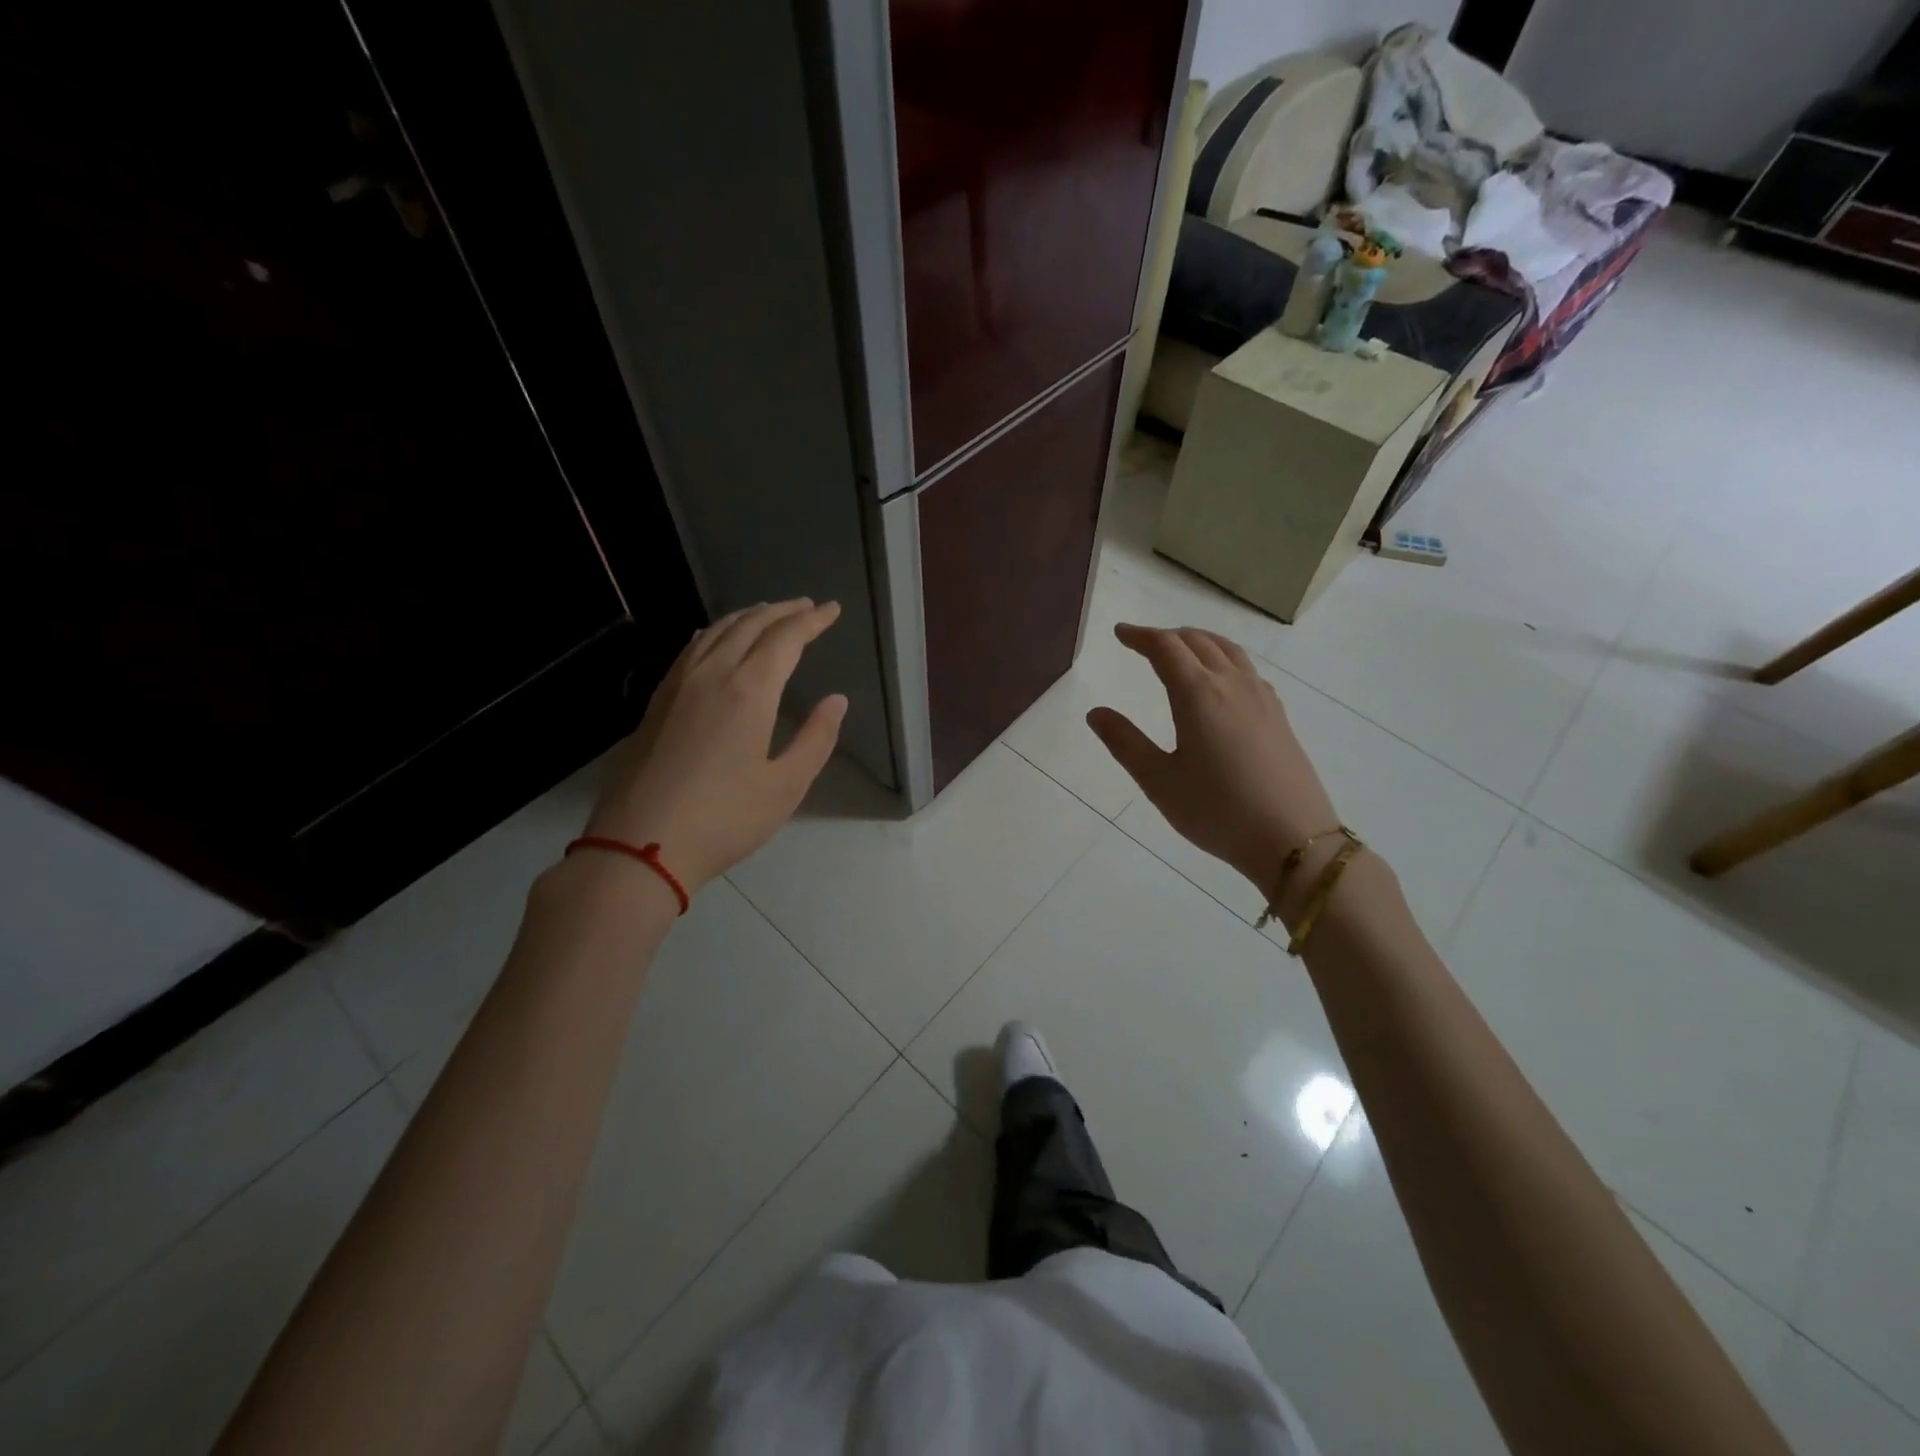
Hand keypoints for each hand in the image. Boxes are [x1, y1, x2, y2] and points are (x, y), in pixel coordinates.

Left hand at [584, 600, 846, 893]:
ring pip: (716, 631)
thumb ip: (816, 739)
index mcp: (749, 691)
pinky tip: (716, 639)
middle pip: (750, 626)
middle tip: (807, 606)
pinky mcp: (657, 701)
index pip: (786, 639)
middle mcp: (712, 674)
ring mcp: (678, 685)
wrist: (640, 845)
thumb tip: (836, 700)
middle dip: (783, 611)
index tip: (833, 610)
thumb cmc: (724, 819)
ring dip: (748, 617)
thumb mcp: (785, 786)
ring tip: (769, 614)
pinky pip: (691, 648)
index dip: (812, 621)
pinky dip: (715, 632)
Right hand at [1087, 624, 1337, 893]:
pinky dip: (1224, 658)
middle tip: (1143, 643)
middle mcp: (1231, 684)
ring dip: (1198, 641)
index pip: (1165, 648)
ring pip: (1228, 650)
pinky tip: (1221, 680)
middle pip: (1198, 641)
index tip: (1120, 633)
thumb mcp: (1159, 781)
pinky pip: (1247, 669)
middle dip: (1167, 636)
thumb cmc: (1217, 811)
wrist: (1294, 839)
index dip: (1140, 636)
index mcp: (1198, 694)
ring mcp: (1261, 698)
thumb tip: (1096, 713)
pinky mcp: (1278, 715)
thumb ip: (1125, 743)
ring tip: (1180, 649)